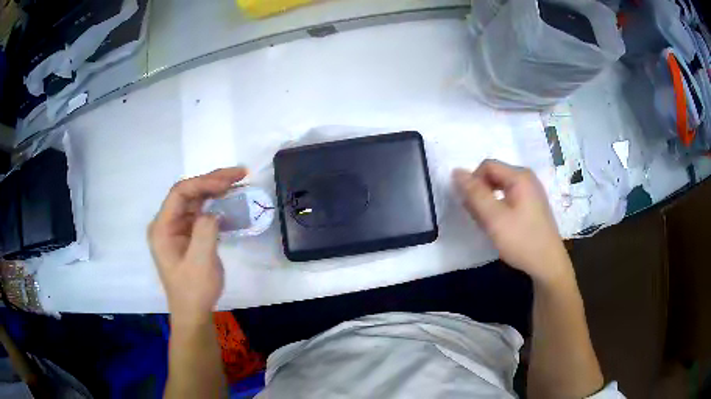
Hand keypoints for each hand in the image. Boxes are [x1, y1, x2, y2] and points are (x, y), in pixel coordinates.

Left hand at [148, 168, 247, 325]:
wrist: (193, 312)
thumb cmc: (194, 290)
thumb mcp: (200, 262)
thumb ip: (205, 231)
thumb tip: (213, 211)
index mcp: (162, 228)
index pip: (180, 193)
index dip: (203, 182)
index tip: (228, 182)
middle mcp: (167, 223)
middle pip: (188, 193)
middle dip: (212, 181)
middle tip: (239, 174)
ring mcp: (177, 228)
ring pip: (195, 200)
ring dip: (216, 190)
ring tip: (238, 182)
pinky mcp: (188, 235)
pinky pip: (201, 213)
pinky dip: (216, 204)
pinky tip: (230, 201)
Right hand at [453, 160, 571, 284]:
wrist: (548, 264)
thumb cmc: (521, 240)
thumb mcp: (494, 218)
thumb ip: (474, 194)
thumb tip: (456, 171)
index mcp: (520, 176)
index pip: (487, 166)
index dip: (473, 181)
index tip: (469, 205)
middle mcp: (527, 179)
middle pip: (495, 175)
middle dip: (481, 193)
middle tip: (478, 218)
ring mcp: (532, 192)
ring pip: (501, 188)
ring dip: (489, 202)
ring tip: (488, 224)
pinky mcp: (533, 205)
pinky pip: (510, 198)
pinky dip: (499, 208)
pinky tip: (500, 226)